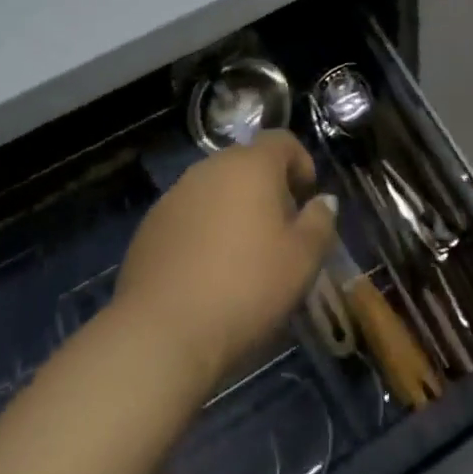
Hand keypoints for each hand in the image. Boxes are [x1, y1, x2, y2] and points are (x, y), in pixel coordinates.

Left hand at [114, 131, 337, 393]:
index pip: (281, 140)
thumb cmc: (246, 288)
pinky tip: (206, 273)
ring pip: (215, 189)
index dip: (300, 163)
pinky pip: (188, 215)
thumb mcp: (302, 261)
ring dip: (233, 209)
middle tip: (279, 231)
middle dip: (267, 188)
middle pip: (246, 163)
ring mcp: (175, 195)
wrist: (160, 333)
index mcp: (251, 165)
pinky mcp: (149, 226)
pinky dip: (203, 230)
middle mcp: (210, 168)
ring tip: (242, 255)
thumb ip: (320, 222)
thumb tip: (323, 201)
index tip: (307, 199)